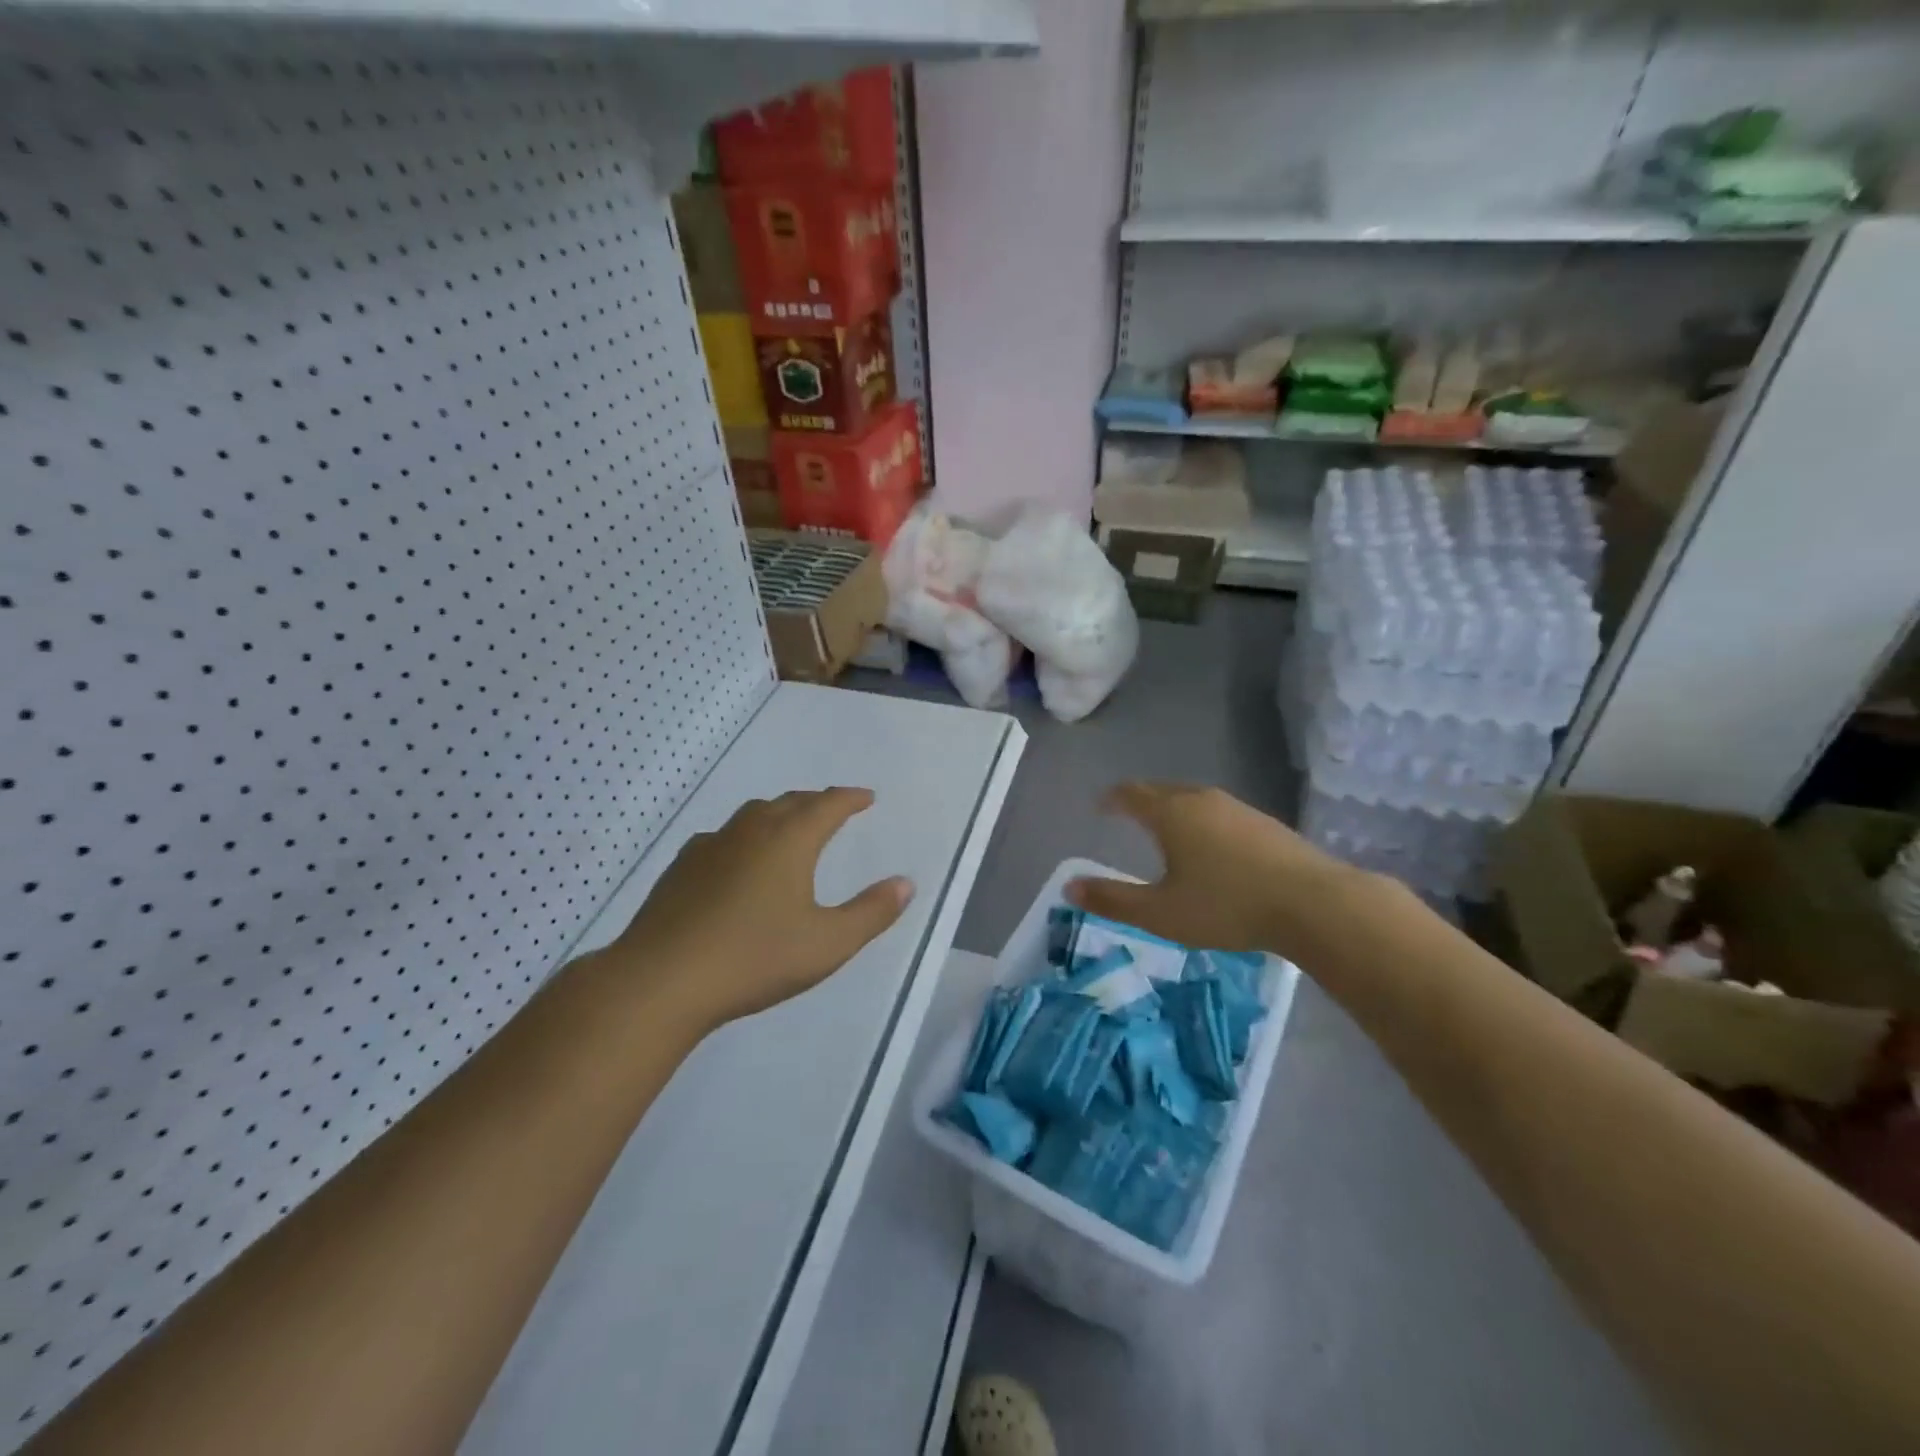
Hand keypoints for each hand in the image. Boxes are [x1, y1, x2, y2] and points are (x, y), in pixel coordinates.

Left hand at [609, 788, 913, 1032]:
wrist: (660, 980)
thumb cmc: (753, 958)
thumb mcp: (827, 943)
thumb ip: (871, 913)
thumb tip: (906, 883)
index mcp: (788, 840)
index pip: (827, 805)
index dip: (850, 798)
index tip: (866, 797)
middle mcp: (750, 831)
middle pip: (789, 802)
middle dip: (816, 802)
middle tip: (834, 809)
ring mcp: (710, 846)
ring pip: (753, 815)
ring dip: (779, 814)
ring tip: (789, 828)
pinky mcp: (681, 868)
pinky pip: (723, 837)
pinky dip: (744, 837)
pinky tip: (738, 860)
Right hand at [1066, 782, 1363, 958]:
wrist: (1314, 904)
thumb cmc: (1226, 906)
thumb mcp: (1161, 913)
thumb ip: (1113, 900)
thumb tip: (1069, 887)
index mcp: (1171, 813)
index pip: (1131, 794)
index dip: (1111, 799)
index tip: (1100, 806)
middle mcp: (1201, 800)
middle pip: (1162, 790)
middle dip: (1140, 800)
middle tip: (1127, 814)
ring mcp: (1237, 808)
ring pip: (1193, 799)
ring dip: (1173, 808)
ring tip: (1165, 829)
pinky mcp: (1265, 822)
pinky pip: (1219, 812)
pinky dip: (1201, 820)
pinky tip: (1211, 845)